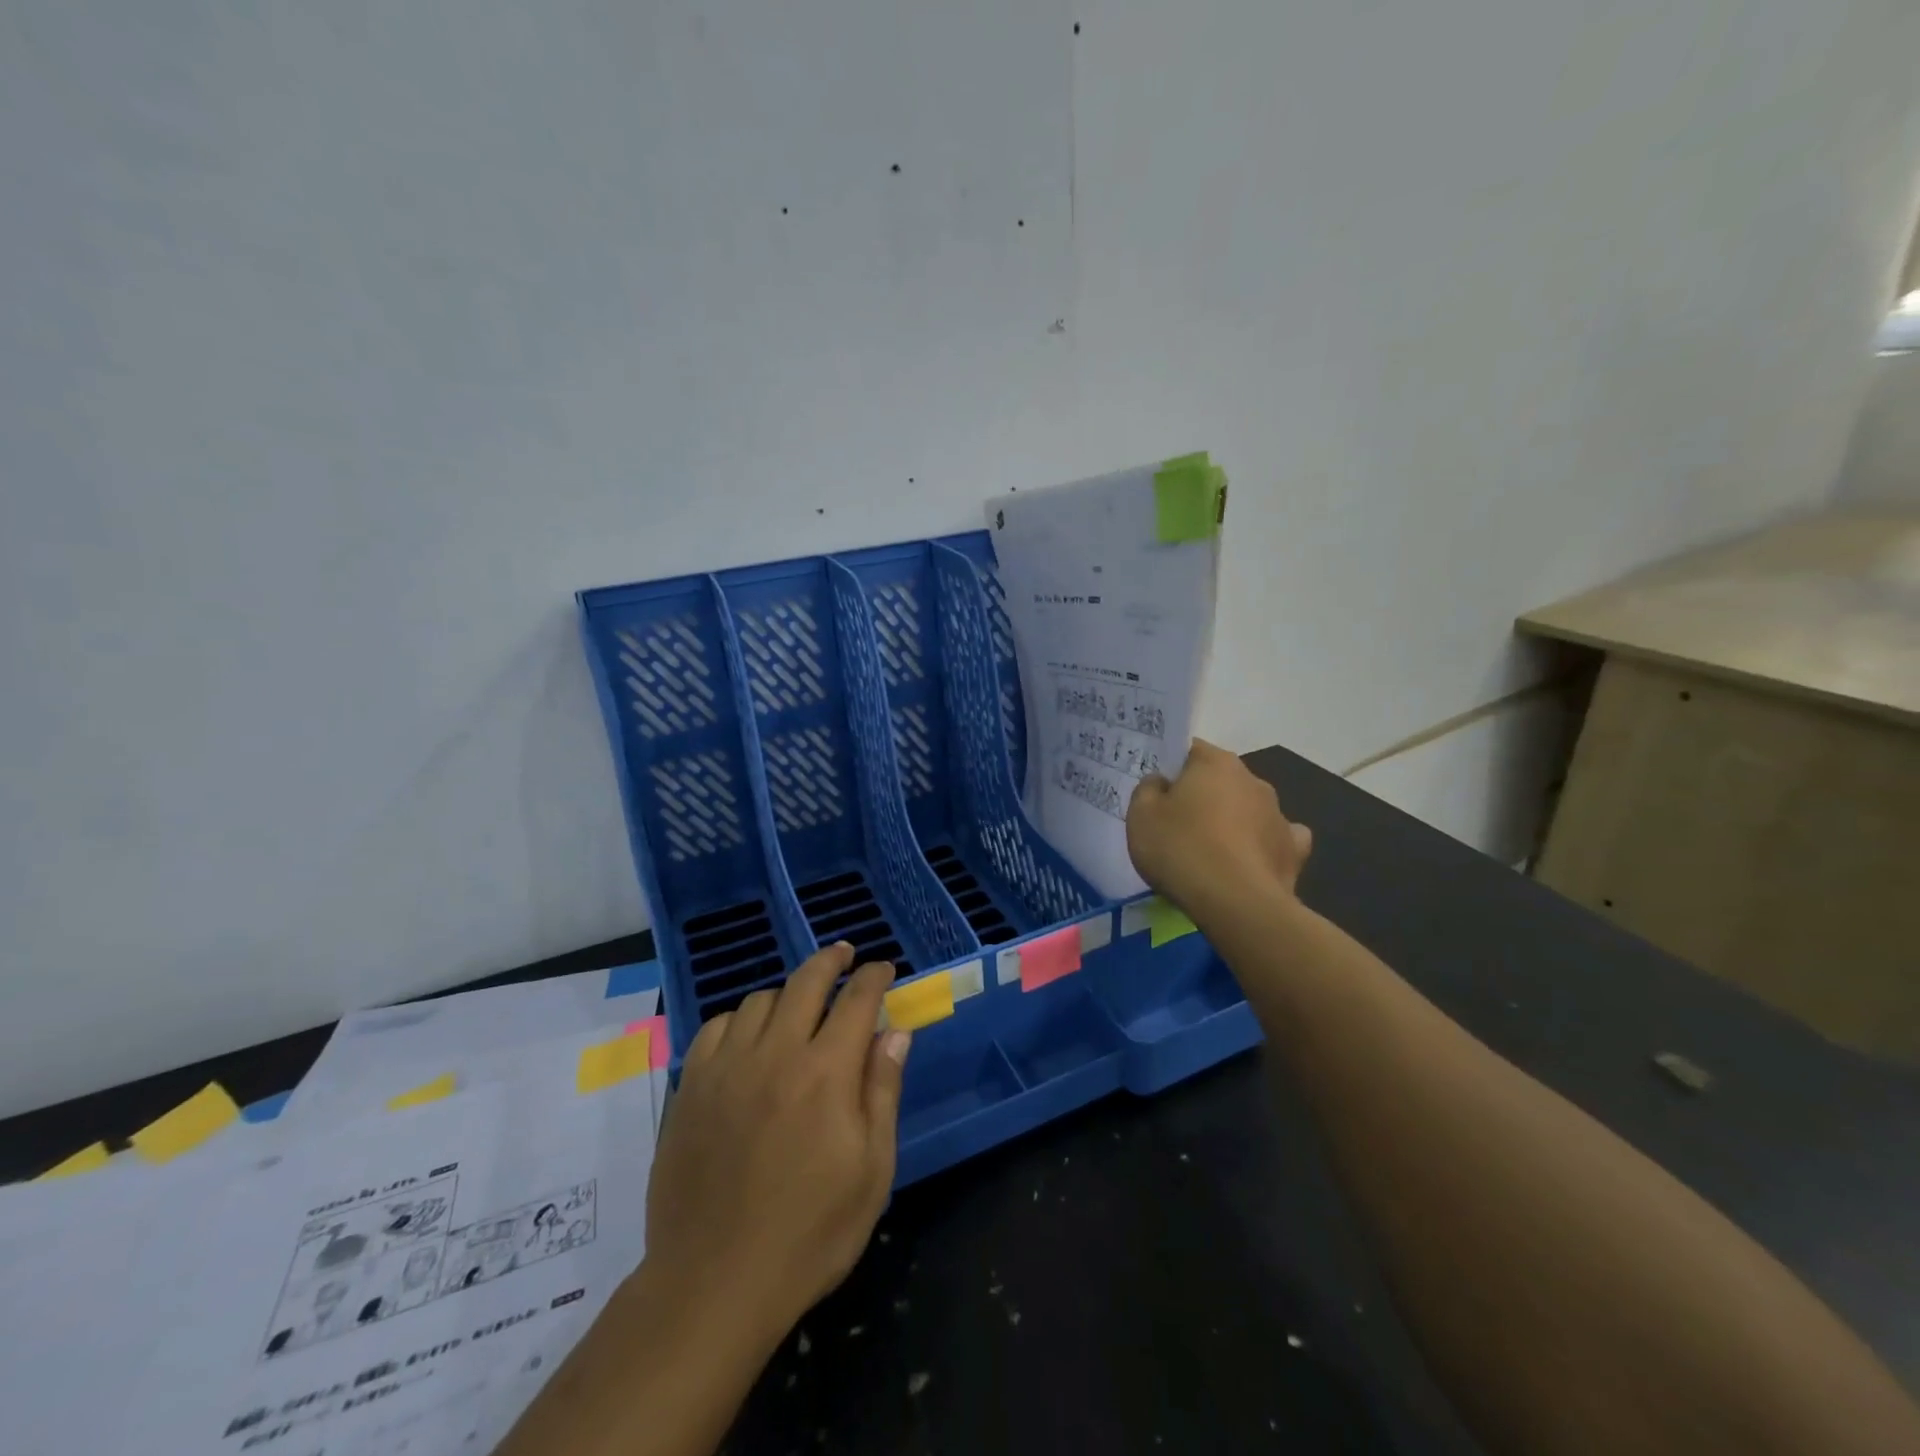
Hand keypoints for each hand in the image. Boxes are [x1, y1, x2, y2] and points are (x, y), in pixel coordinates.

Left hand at [641, 943, 910, 1350]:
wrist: (713, 1284)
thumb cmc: (809, 1233)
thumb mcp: (871, 1171)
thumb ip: (882, 1091)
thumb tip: (895, 1032)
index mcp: (826, 1073)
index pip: (856, 1000)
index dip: (874, 977)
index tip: (884, 969)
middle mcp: (775, 1054)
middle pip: (806, 982)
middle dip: (831, 960)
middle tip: (844, 955)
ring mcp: (726, 1067)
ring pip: (760, 1000)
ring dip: (787, 994)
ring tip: (799, 1007)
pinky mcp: (691, 1087)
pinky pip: (717, 1027)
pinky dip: (740, 1020)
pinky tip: (748, 1038)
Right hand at [1127, 739, 1312, 919]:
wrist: (1237, 903)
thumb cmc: (1181, 849)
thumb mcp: (1141, 815)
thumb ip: (1148, 790)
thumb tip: (1162, 783)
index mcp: (1215, 763)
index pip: (1189, 750)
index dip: (1171, 768)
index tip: (1157, 792)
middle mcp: (1252, 780)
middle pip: (1220, 779)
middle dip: (1202, 795)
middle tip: (1177, 824)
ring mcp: (1278, 814)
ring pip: (1248, 808)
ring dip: (1232, 820)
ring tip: (1210, 852)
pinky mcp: (1293, 850)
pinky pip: (1274, 839)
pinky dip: (1262, 846)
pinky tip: (1249, 862)